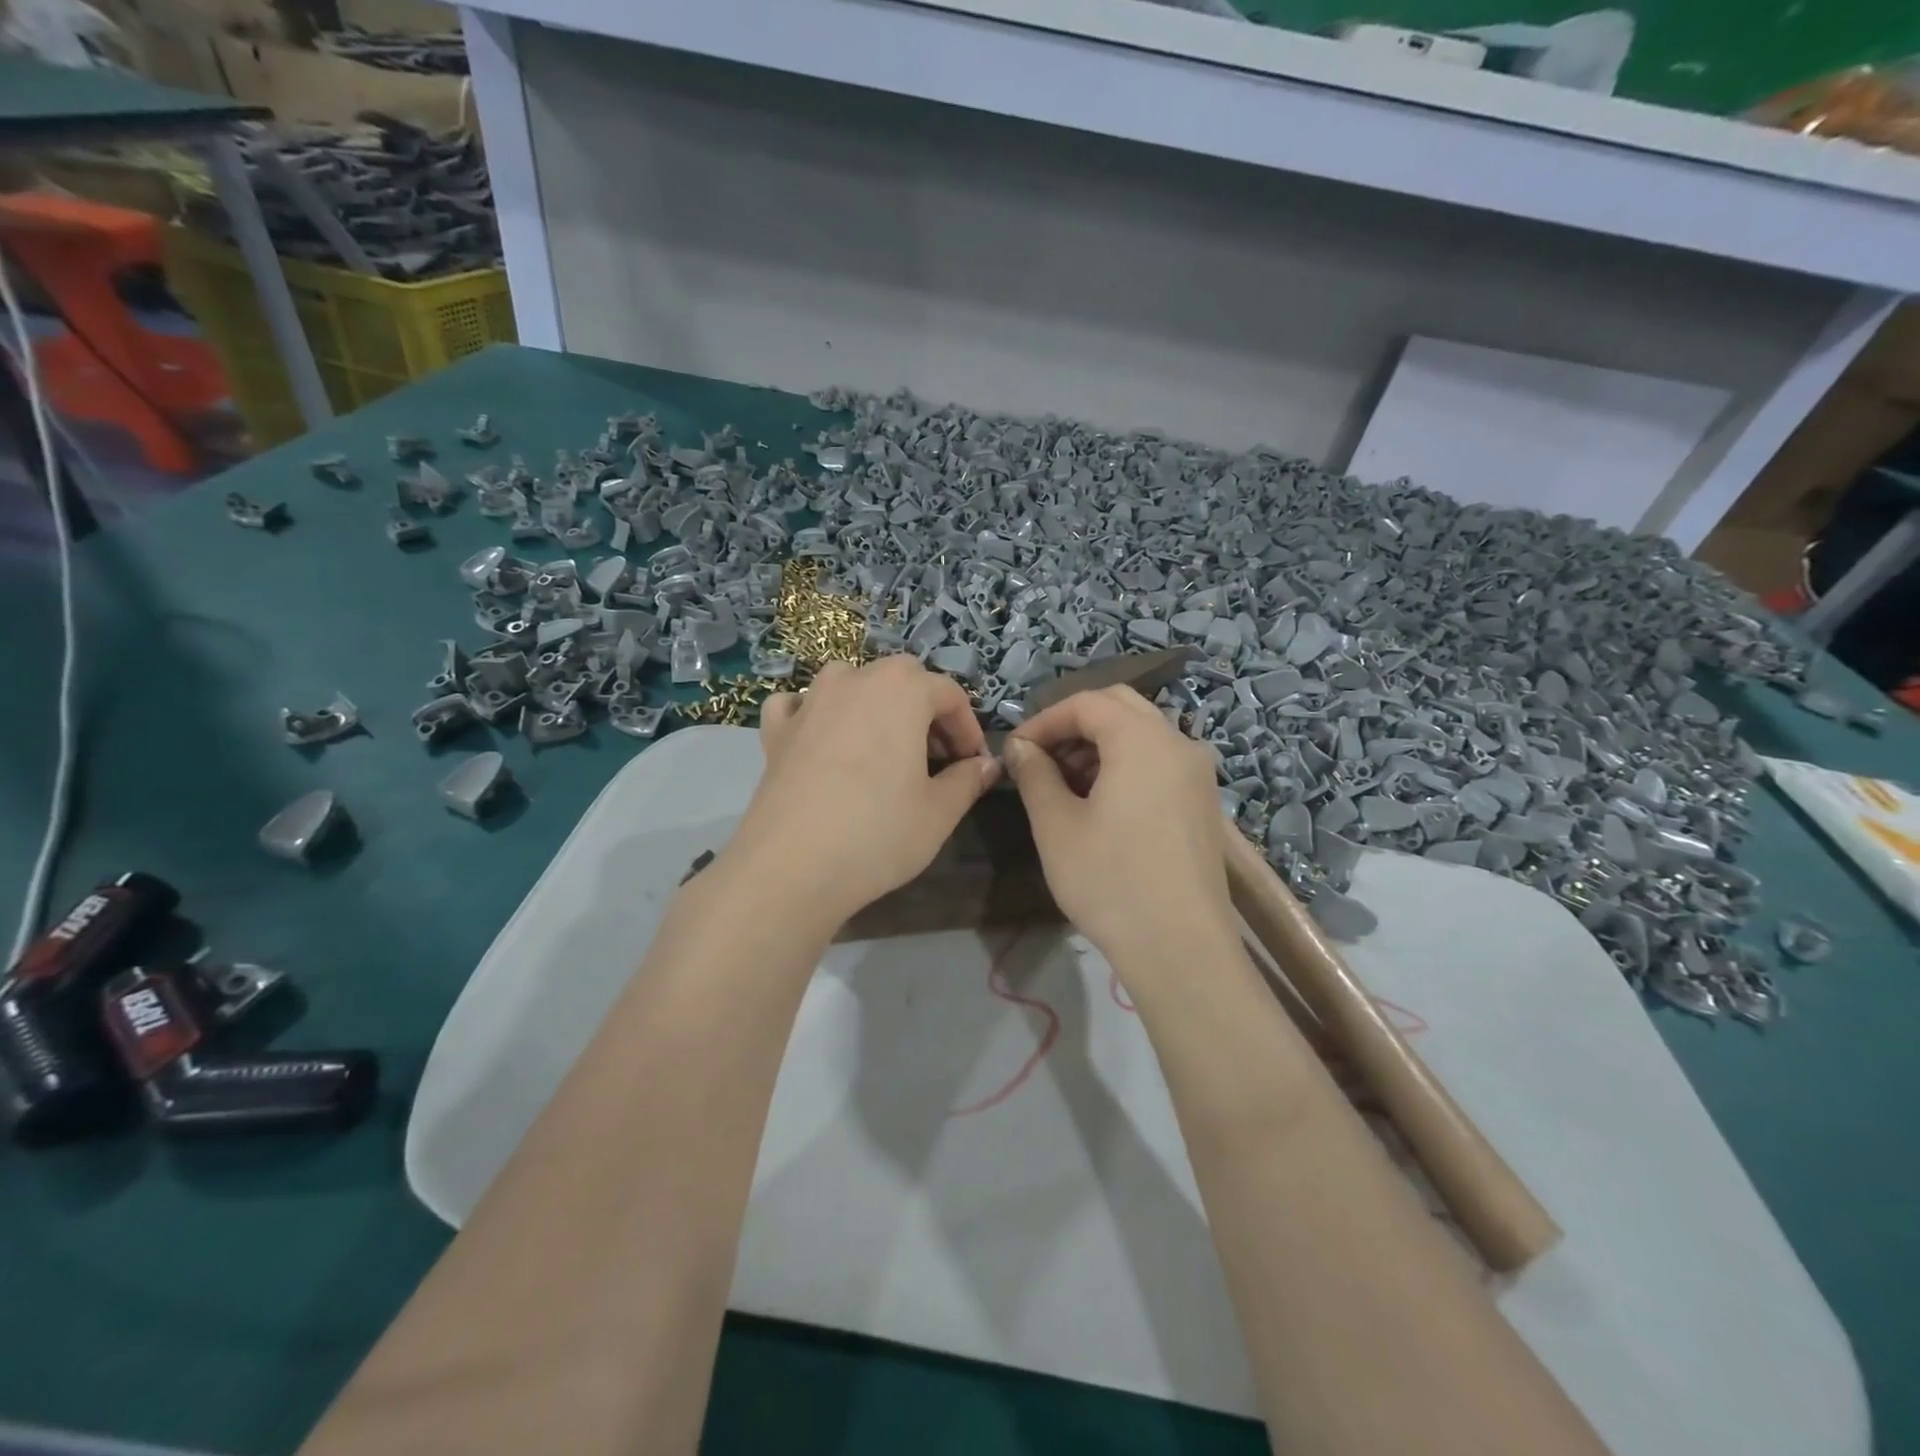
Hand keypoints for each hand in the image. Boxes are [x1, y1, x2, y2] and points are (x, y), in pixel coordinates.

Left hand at [725, 656, 1000, 928]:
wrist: (792, 867)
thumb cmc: (878, 834)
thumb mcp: (939, 812)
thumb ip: (968, 780)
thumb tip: (985, 765)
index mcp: (902, 690)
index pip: (949, 693)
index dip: (968, 727)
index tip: (973, 763)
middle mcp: (854, 680)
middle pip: (901, 676)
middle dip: (924, 707)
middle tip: (934, 754)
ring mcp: (810, 701)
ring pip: (850, 681)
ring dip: (873, 701)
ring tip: (883, 744)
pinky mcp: (776, 729)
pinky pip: (799, 703)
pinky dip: (815, 711)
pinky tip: (821, 736)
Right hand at [1004, 687, 1232, 960]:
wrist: (1181, 949)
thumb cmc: (1110, 882)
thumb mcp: (1056, 825)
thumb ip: (1035, 774)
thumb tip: (1021, 747)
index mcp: (1143, 739)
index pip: (1087, 702)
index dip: (1045, 719)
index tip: (1016, 749)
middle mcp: (1178, 743)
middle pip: (1120, 707)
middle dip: (1074, 725)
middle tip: (1040, 758)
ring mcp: (1198, 773)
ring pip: (1142, 733)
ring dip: (1100, 744)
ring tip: (1065, 783)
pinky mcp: (1203, 802)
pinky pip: (1159, 761)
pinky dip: (1125, 764)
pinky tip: (1101, 803)